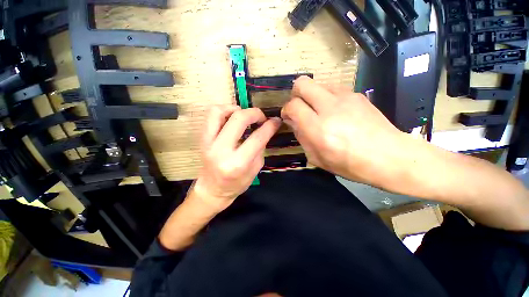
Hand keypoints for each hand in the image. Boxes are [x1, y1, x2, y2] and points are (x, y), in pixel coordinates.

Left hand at [191, 105, 280, 210]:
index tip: (276, 121)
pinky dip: (224, 110)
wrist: (212, 190)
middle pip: (239, 119)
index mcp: (238, 163)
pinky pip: (210, 116)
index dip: (270, 126)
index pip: (258, 138)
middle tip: (261, 117)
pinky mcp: (202, 139)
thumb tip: (265, 128)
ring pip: (219, 112)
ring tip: (244, 115)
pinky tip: (232, 117)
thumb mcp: (255, 169)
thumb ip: (260, 148)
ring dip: (236, 108)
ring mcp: (208, 143)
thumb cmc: (237, 184)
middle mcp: (221, 151)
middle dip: (255, 113)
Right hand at [281, 76, 408, 188]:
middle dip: (295, 93)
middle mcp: (329, 108)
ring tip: (317, 109)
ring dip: (312, 95)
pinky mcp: (357, 94)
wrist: (390, 157)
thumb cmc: (350, 164)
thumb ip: (302, 138)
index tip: (288, 116)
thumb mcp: (318, 158)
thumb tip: (294, 122)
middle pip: (302, 84)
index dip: (286, 110)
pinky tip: (334, 110)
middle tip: (299, 107)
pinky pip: (333, 88)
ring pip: (317, 83)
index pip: (293, 106)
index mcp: (318, 128)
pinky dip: (326, 96)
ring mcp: (345, 98)